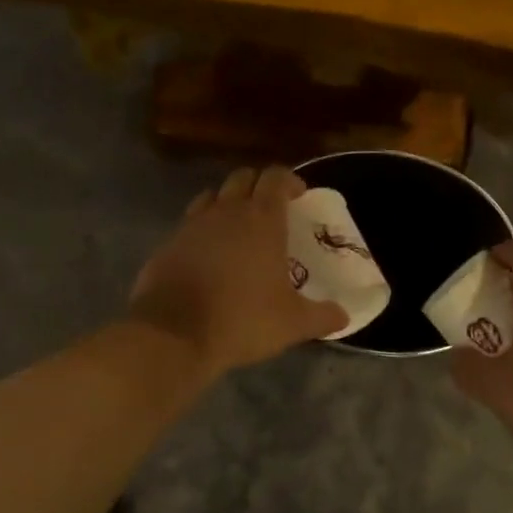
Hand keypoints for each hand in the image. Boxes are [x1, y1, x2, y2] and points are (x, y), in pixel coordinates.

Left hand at [129, 166, 348, 377]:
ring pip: (213, 196)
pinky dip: (203, 229)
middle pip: (243, 178)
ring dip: (228, 203)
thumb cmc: (242, 320)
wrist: (173, 334)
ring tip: (238, 228)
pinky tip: (208, 255)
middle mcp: (226, 211)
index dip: (289, 181)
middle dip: (259, 186)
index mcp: (261, 219)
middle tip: (271, 209)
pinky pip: (189, 224)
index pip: (276, 178)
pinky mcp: (168, 244)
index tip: (299, 196)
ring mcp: (192, 225)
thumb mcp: (293, 324)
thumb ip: (323, 316)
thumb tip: (344, 315)